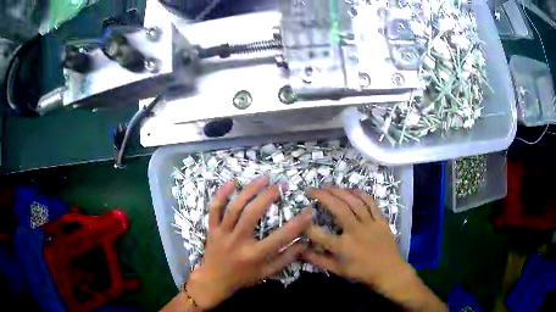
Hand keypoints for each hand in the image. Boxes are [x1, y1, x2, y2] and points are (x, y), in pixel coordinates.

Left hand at [186, 177, 311, 309]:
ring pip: (234, 207)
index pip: (280, 237)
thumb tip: (304, 244)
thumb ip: (285, 259)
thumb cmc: (242, 277)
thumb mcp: (266, 273)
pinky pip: (214, 208)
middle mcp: (237, 241)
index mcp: (254, 255)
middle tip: (280, 185)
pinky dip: (222, 194)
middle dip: (267, 196)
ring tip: (263, 178)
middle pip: (252, 214)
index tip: (308, 211)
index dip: (297, 224)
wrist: (213, 280)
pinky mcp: (212, 228)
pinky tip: (233, 181)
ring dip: (249, 190)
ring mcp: (222, 233)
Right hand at [302, 188, 410, 293]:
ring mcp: (370, 224)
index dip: (306, 225)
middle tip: (312, 189)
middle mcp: (355, 231)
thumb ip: (318, 260)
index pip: (319, 234)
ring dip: (340, 192)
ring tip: (328, 187)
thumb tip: (300, 251)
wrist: (388, 271)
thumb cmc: (361, 272)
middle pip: (338, 209)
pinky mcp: (380, 220)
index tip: (299, 217)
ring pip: (354, 202)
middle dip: (323, 196)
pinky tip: (351, 189)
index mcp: (343, 247)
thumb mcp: (337, 270)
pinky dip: (360, 194)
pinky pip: (371, 203)